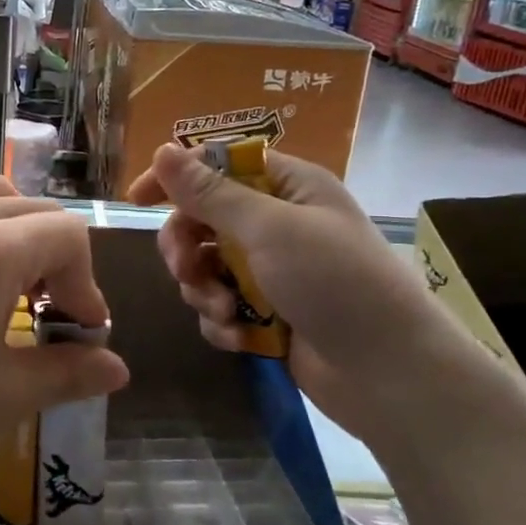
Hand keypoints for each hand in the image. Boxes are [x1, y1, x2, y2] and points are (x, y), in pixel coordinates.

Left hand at [0, 175, 128, 508]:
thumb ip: (68, 374)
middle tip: (49, 314)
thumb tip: (117, 368)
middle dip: (55, 255)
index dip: (88, 282)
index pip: (67, 233)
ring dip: (11, 236)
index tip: (81, 334)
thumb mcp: (1, 398)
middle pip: (28, 207)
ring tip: (4, 296)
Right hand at [129, 143, 492, 445]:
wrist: (388, 374)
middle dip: (187, 247)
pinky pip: (220, 305)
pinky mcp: (266, 314)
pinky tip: (239, 336)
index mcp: (288, 187)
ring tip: (225, 311)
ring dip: (204, 289)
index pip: (219, 165)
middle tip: (186, 270)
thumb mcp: (270, 229)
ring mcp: (271, 271)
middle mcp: (277, 223)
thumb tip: (164, 150)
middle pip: (203, 219)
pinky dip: (222, 320)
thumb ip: (211, 193)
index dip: (177, 177)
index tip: (137, 199)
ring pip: (205, 266)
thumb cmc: (336, 283)